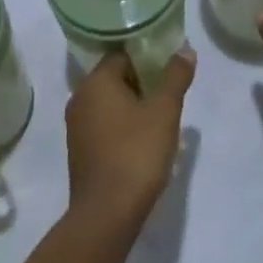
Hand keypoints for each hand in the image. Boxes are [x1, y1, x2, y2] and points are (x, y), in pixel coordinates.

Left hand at [65, 49, 196, 228]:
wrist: (107, 214)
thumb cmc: (136, 153)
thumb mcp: (164, 111)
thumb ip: (175, 76)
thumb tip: (185, 49)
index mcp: (96, 81)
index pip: (122, 55)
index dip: (148, 58)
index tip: (169, 68)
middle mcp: (80, 98)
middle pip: (115, 78)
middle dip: (143, 83)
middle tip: (169, 94)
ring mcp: (76, 127)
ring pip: (109, 104)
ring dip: (133, 106)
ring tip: (161, 118)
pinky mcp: (80, 152)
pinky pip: (104, 126)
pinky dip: (122, 127)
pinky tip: (143, 142)